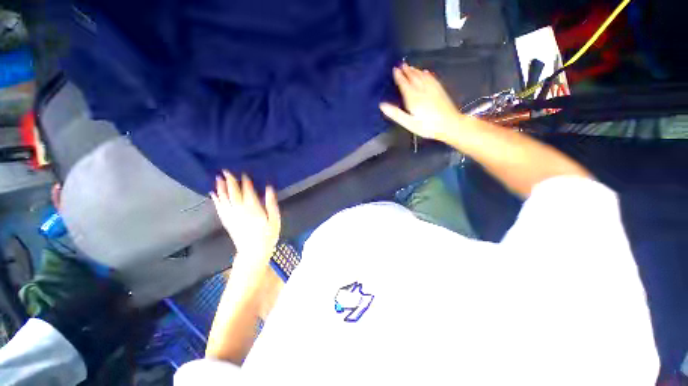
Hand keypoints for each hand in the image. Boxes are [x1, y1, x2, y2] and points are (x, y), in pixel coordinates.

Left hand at [211, 172, 280, 285]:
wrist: (253, 252)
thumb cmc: (268, 235)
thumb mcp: (274, 219)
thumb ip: (271, 203)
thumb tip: (269, 188)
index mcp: (253, 208)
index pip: (248, 191)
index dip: (245, 182)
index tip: (243, 173)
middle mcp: (240, 210)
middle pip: (234, 193)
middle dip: (230, 181)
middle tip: (225, 171)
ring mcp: (231, 216)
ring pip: (224, 199)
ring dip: (221, 188)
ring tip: (217, 178)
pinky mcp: (227, 221)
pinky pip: (219, 208)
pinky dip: (216, 200)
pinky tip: (213, 194)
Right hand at [380, 63, 461, 141]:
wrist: (450, 125)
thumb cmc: (427, 126)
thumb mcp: (409, 123)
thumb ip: (396, 113)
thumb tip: (382, 105)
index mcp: (413, 98)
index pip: (404, 84)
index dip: (399, 77)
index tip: (395, 69)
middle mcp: (422, 90)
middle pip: (413, 78)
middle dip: (407, 71)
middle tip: (401, 64)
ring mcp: (432, 89)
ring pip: (422, 77)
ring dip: (416, 71)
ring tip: (410, 66)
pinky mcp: (440, 91)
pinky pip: (432, 79)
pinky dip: (427, 74)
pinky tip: (426, 72)